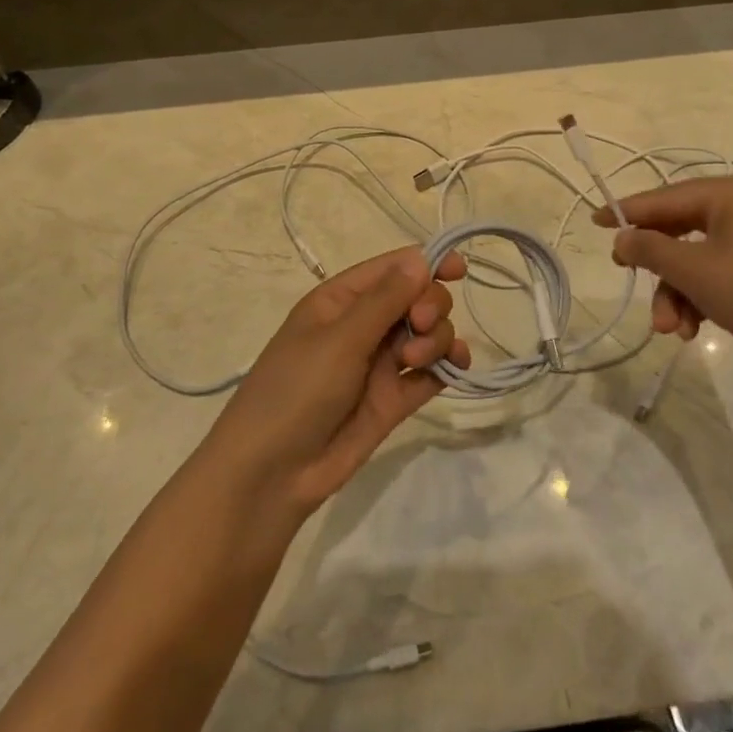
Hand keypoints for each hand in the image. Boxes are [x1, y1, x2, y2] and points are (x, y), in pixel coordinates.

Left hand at [203, 246, 470, 517]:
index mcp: (342, 300)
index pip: (393, 268)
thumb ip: (385, 300)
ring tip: (415, 360)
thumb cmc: (296, 390)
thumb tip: (421, 259)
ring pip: (428, 333)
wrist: (273, 473)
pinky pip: (431, 372)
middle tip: (419, 324)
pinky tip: (455, 369)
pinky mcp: (394, 398)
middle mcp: (364, 325)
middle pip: (418, 297)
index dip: (428, 262)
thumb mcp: (339, 339)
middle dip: (429, 305)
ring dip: (435, 338)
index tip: (459, 269)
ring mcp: (380, 362)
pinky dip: (447, 366)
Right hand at [592, 176, 732, 379]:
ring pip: (703, 258)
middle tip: (630, 279)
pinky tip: (695, 329)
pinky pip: (727, 272)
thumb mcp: (693, 270)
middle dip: (660, 268)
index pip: (667, 196)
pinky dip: (706, 297)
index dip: (629, 211)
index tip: (597, 222)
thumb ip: (650, 249)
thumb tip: (622, 237)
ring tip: (671, 330)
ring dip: (680, 292)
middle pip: (684, 230)